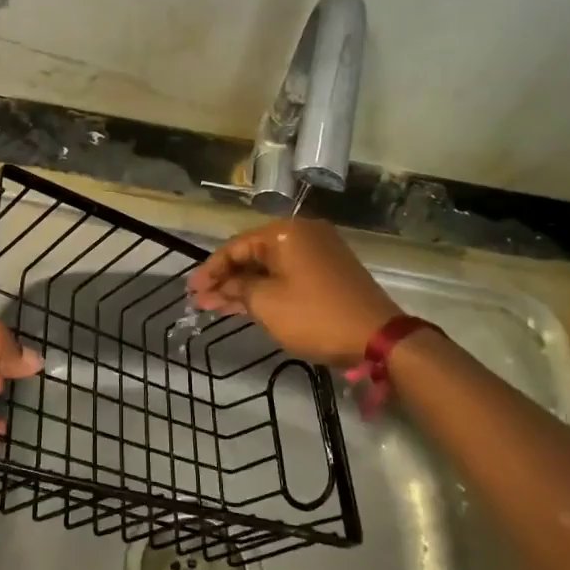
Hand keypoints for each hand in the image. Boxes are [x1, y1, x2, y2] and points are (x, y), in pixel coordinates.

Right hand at [188, 219, 401, 366]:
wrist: (378, 337)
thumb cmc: (315, 316)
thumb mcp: (267, 304)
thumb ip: (238, 289)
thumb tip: (223, 286)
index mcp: (285, 232)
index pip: (235, 246)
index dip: (210, 270)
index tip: (191, 291)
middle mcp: (302, 233)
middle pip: (252, 254)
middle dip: (225, 280)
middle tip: (200, 302)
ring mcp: (319, 252)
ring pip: (269, 267)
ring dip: (244, 287)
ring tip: (215, 307)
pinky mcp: (329, 271)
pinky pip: (287, 274)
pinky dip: (267, 289)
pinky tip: (245, 305)